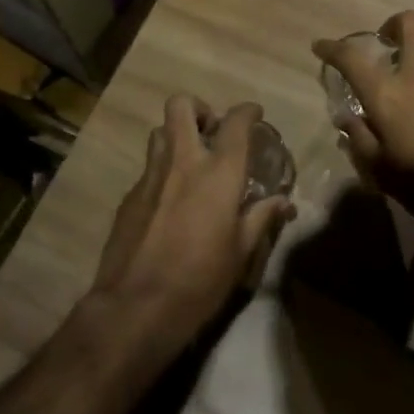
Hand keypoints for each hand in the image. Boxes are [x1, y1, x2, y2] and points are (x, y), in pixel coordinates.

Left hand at [88, 96, 295, 351]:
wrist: (136, 308)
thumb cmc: (200, 280)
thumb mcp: (241, 252)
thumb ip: (261, 218)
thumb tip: (284, 202)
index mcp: (219, 173)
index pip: (235, 122)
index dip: (247, 111)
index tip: (254, 114)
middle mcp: (183, 162)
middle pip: (182, 106)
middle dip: (200, 109)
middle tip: (212, 131)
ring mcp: (150, 177)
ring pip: (159, 131)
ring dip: (177, 136)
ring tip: (191, 161)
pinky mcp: (129, 197)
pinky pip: (148, 168)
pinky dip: (162, 171)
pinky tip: (170, 201)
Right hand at [312, 11, 413, 217]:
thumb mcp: (381, 172)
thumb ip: (360, 139)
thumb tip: (348, 118)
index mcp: (388, 94)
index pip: (352, 57)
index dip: (332, 48)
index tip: (322, 47)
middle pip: (409, 23)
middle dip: (393, 25)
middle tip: (385, 45)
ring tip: (413, 79)